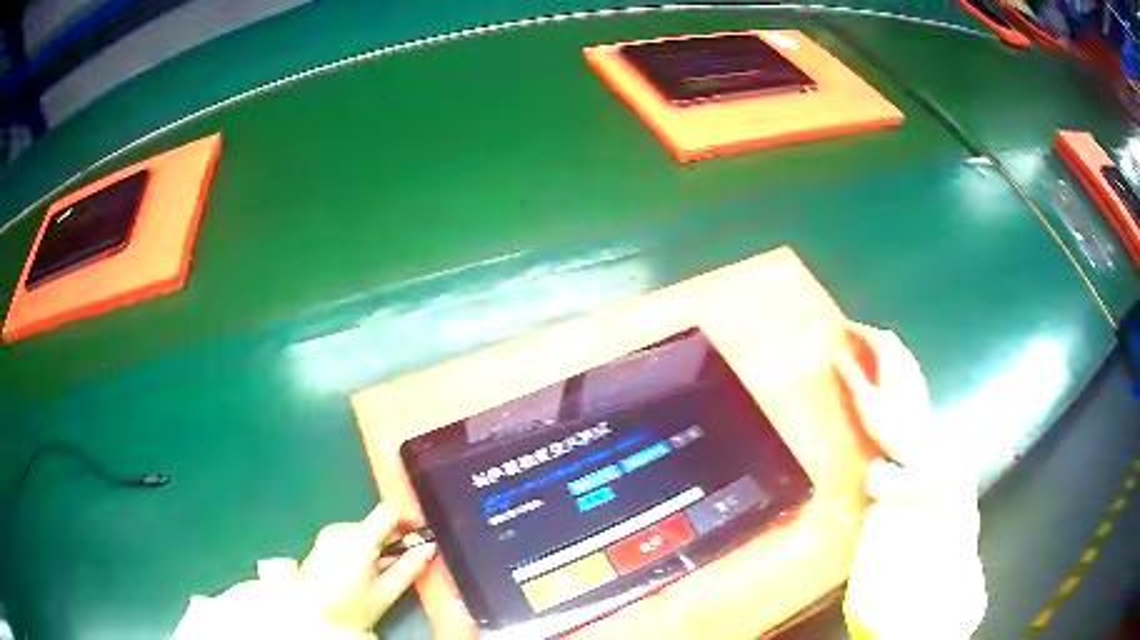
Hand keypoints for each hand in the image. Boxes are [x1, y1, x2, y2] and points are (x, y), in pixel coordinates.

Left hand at [297, 503, 436, 630]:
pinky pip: (350, 535)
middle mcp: (342, 529)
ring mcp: (329, 533)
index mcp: (359, 539)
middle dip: (395, 536)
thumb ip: (410, 568)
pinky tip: (367, 566)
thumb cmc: (351, 607)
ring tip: (386, 567)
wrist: (312, 615)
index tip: (421, 528)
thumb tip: (430, 548)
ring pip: (364, 529)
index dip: (408, 515)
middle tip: (409, 555)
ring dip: (379, 542)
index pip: (388, 510)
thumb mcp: (385, 593)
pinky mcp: (322, 540)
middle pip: (376, 522)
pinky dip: (363, 545)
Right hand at [833, 322, 932, 466]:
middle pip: (888, 338)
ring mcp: (914, 370)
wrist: (917, 443)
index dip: (859, 329)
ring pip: (897, 348)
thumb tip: (838, 353)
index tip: (846, 327)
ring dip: (883, 344)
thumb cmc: (888, 422)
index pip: (874, 335)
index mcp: (891, 359)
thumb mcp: (864, 400)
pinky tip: (887, 369)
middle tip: (856, 338)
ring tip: (869, 352)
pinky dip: (892, 356)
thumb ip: (852, 375)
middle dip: (872, 334)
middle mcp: (904, 359)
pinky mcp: (918, 382)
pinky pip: (903, 359)